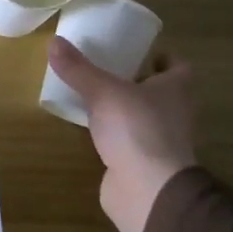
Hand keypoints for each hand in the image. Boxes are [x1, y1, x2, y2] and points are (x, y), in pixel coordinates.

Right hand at [48, 37, 199, 231]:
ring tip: (96, 97)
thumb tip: (53, 41)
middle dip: (139, 81)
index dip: (162, 58)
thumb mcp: (102, 91)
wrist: (148, 190)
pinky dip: (117, 135)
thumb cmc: (136, 129)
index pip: (178, 67)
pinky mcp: (146, 164)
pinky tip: (94, 131)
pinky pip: (131, 142)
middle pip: (161, 92)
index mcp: (176, 89)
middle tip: (109, 69)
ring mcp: (163, 141)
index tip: (138, 51)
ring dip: (126, 109)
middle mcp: (176, 113)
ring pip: (146, 117)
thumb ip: (78, 69)